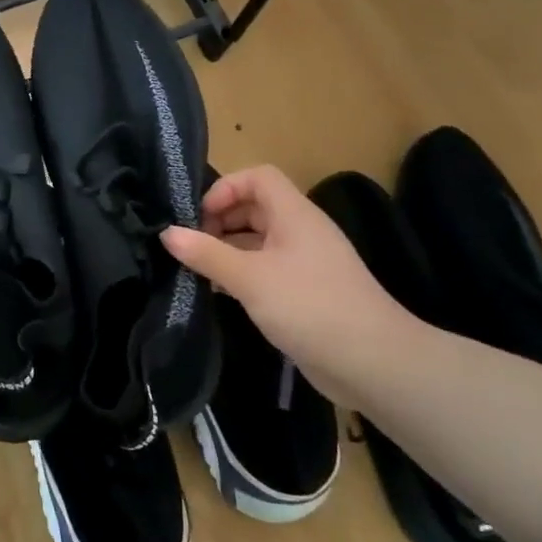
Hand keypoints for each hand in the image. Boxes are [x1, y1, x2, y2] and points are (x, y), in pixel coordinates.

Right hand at [161, 165, 412, 396]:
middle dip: (220, 221)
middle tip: (192, 247)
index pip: (258, 177)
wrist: (374, 363)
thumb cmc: (310, 307)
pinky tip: (221, 294)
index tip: (199, 218)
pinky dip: (241, 274)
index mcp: (295, 215)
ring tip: (198, 271)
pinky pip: (266, 269)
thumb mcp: (250, 278)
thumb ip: (206, 254)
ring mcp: (305, 263)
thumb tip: (167, 233)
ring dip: (227, 250)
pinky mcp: (305, 292)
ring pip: (258, 241)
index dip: (226, 188)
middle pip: (255, 207)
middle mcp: (301, 231)